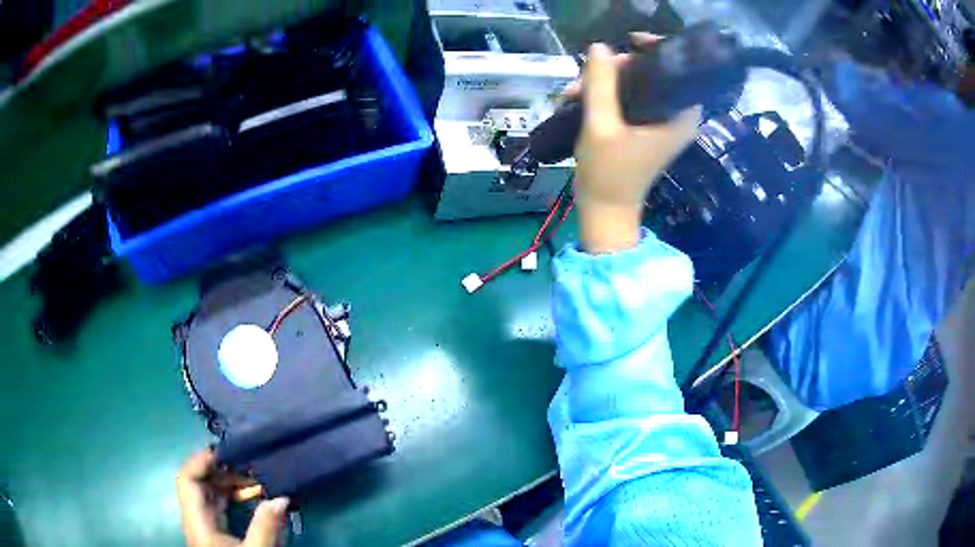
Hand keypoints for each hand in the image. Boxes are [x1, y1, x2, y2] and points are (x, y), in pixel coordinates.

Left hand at [176, 450, 288, 546]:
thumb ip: (266, 527)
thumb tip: (281, 496)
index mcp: (198, 522)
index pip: (187, 479)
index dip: (202, 460)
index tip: (229, 451)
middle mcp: (196, 519)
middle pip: (199, 482)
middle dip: (223, 469)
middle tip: (250, 463)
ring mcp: (205, 525)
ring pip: (209, 493)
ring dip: (230, 482)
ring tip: (256, 478)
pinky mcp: (214, 532)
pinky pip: (219, 505)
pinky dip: (234, 496)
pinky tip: (253, 495)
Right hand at [570, 38, 700, 252]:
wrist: (605, 209)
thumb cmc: (609, 172)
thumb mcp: (601, 126)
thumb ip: (601, 85)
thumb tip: (599, 47)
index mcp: (679, 116)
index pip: (680, 69)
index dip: (657, 49)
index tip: (631, 42)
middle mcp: (676, 115)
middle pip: (654, 72)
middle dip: (619, 68)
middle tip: (590, 74)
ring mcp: (659, 121)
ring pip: (636, 83)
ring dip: (605, 81)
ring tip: (574, 90)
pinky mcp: (644, 127)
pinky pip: (628, 97)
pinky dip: (605, 94)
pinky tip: (578, 98)